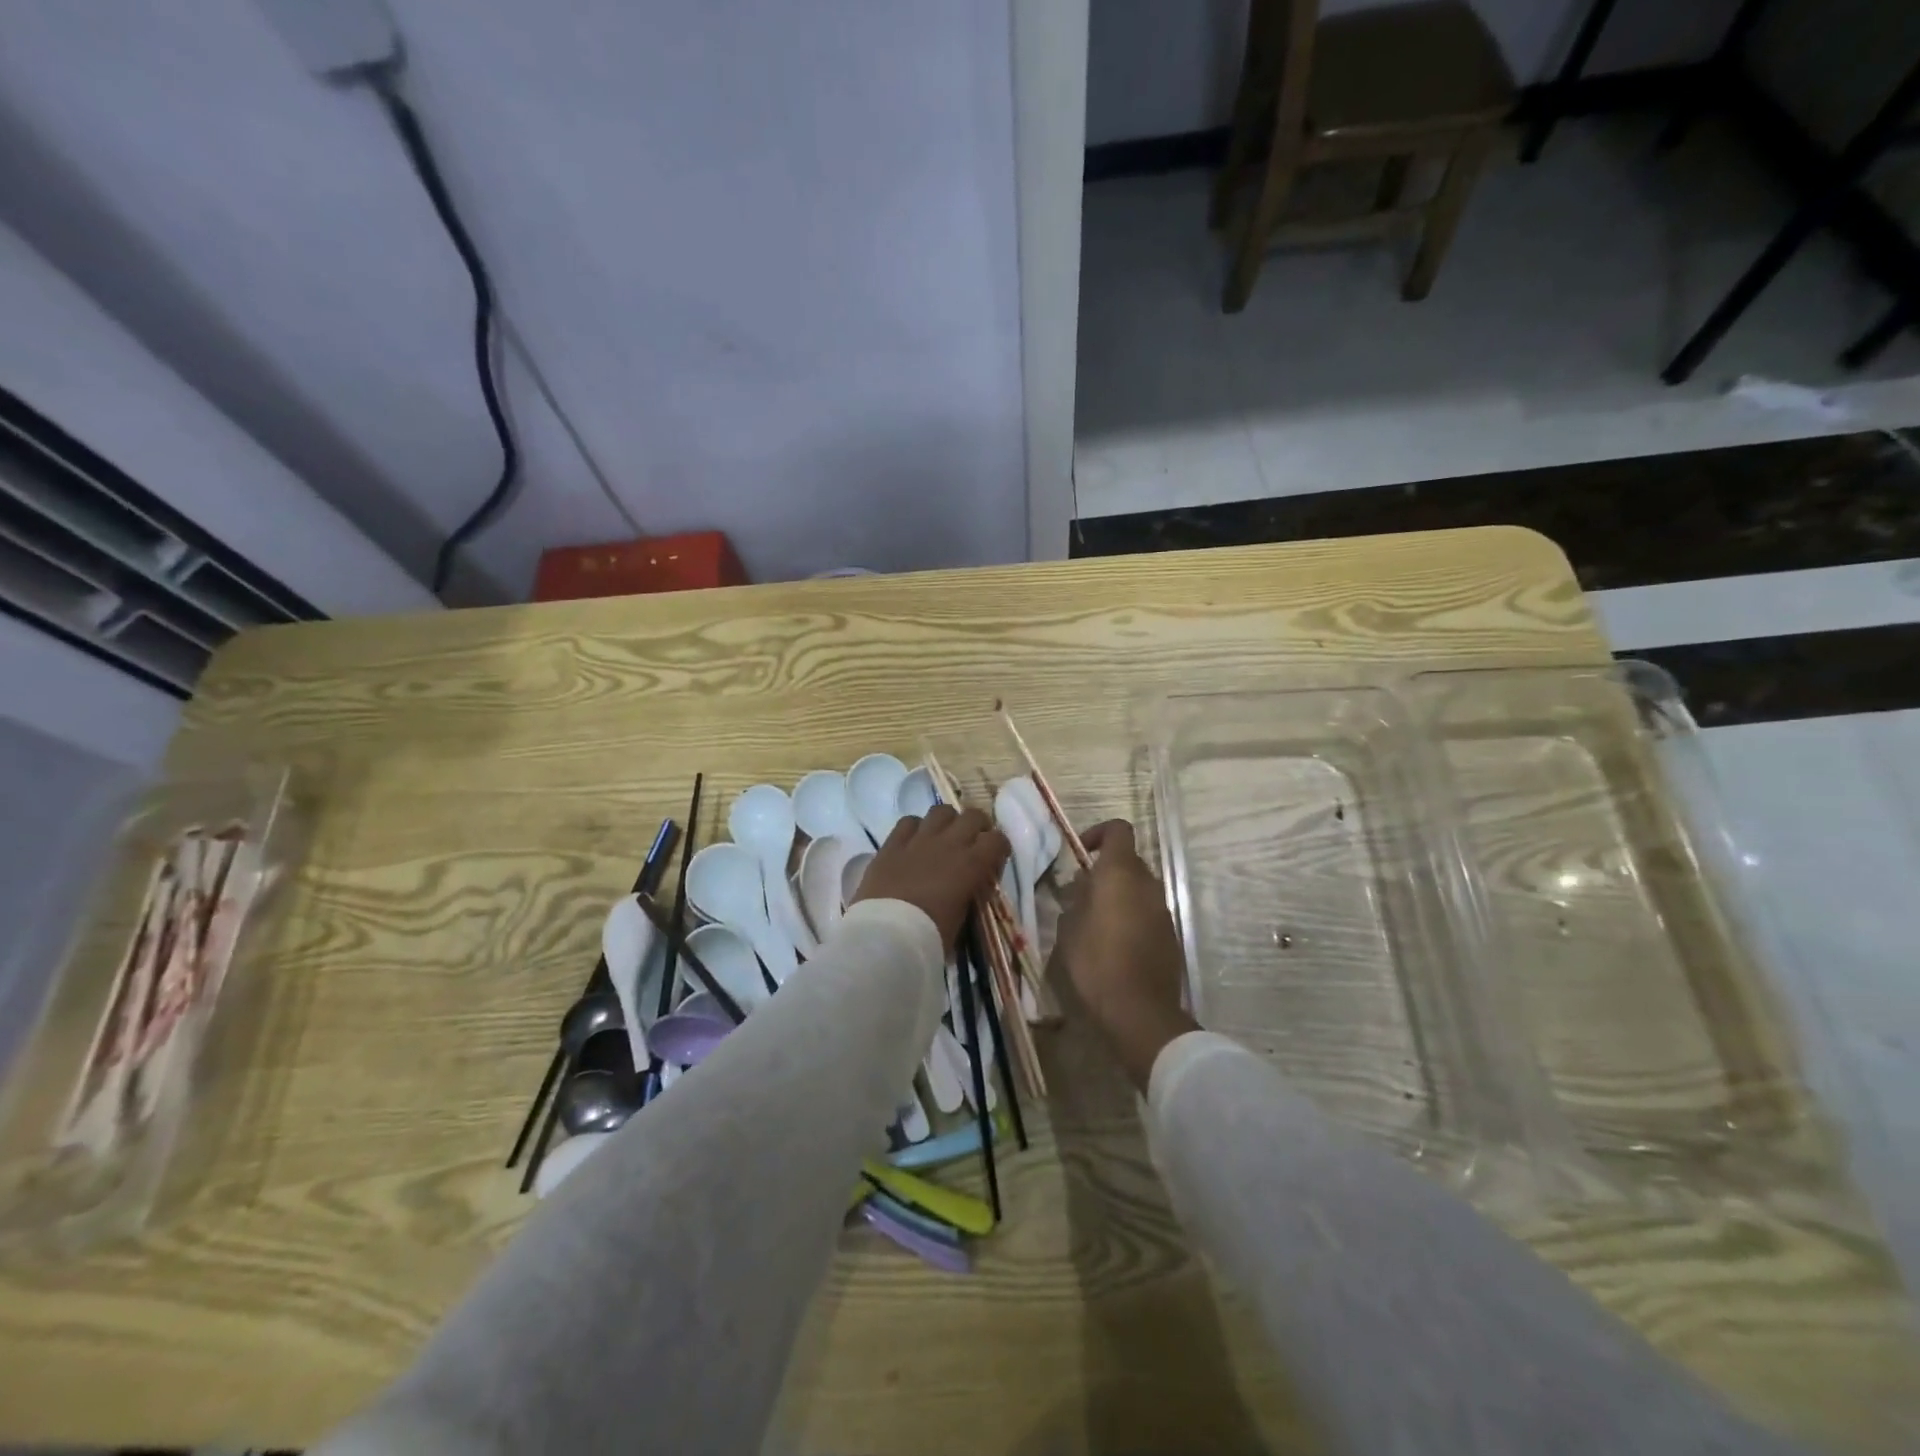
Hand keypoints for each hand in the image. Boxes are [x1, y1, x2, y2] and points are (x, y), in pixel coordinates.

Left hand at [850, 804, 1009, 953]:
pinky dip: (916, 828)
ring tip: (944, 837)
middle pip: (972, 816)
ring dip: (947, 822)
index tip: (994, 860)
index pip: (997, 840)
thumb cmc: (929, 937)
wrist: (885, 937)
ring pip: (940, 811)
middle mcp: (948, 844)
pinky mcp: (891, 845)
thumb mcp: (962, 919)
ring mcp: (918, 840)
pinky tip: (914, 841)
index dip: (999, 848)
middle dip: (978, 826)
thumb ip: (969, 896)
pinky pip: (908, 821)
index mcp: (971, 865)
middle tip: (973, 842)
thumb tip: (969, 889)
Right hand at [1055, 820, 1198, 1090]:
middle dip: (1105, 870)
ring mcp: (1163, 909)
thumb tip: (1082, 888)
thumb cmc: (1096, 963)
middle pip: (1128, 860)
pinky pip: (1147, 911)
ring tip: (1093, 921)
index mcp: (1120, 873)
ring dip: (1118, 894)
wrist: (1140, 1010)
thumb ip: (1076, 900)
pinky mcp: (1170, 934)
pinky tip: (1113, 943)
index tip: (1079, 852)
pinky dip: (1131, 915)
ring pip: (1138, 887)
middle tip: (1080, 894)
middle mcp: (1147, 884)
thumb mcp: (1069, 929)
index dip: (1098, 833)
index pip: (1118, 830)